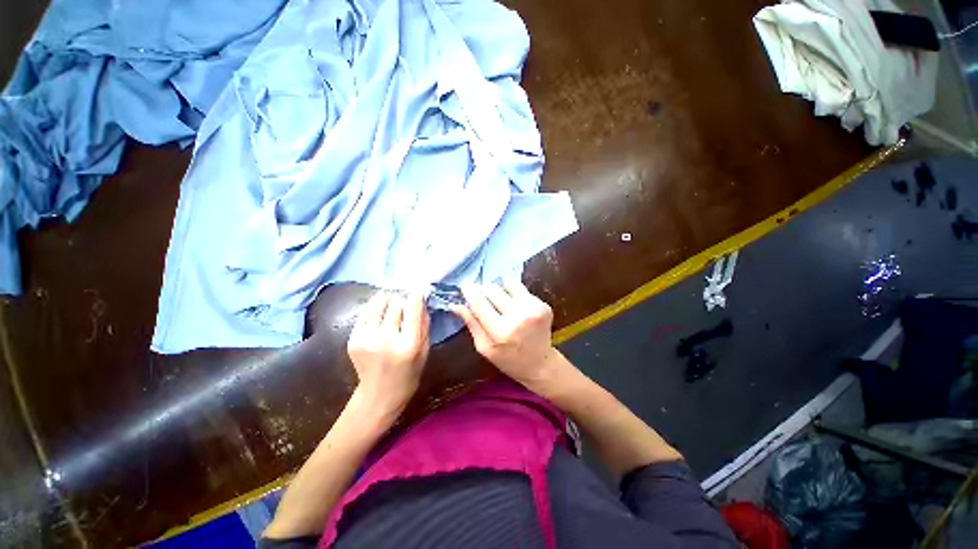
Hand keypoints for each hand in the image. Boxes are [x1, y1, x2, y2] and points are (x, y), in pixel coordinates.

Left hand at [347, 291, 429, 416]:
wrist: (379, 395)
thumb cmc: (409, 373)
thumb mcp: (425, 350)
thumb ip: (424, 324)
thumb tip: (422, 299)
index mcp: (408, 344)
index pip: (412, 308)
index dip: (416, 295)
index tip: (419, 290)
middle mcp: (385, 339)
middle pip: (395, 303)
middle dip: (403, 300)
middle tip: (406, 304)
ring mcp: (366, 339)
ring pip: (378, 303)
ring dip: (387, 300)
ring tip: (392, 304)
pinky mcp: (353, 340)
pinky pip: (365, 313)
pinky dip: (375, 308)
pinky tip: (381, 314)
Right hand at [452, 282, 562, 387]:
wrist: (540, 364)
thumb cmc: (507, 359)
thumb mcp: (484, 347)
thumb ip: (471, 324)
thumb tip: (455, 304)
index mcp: (501, 332)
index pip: (479, 303)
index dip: (470, 292)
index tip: (464, 286)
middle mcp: (519, 316)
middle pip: (492, 289)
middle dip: (484, 291)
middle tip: (483, 299)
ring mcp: (534, 309)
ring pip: (507, 284)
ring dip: (500, 291)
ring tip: (501, 304)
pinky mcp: (544, 305)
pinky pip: (521, 289)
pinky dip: (514, 295)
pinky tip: (515, 308)